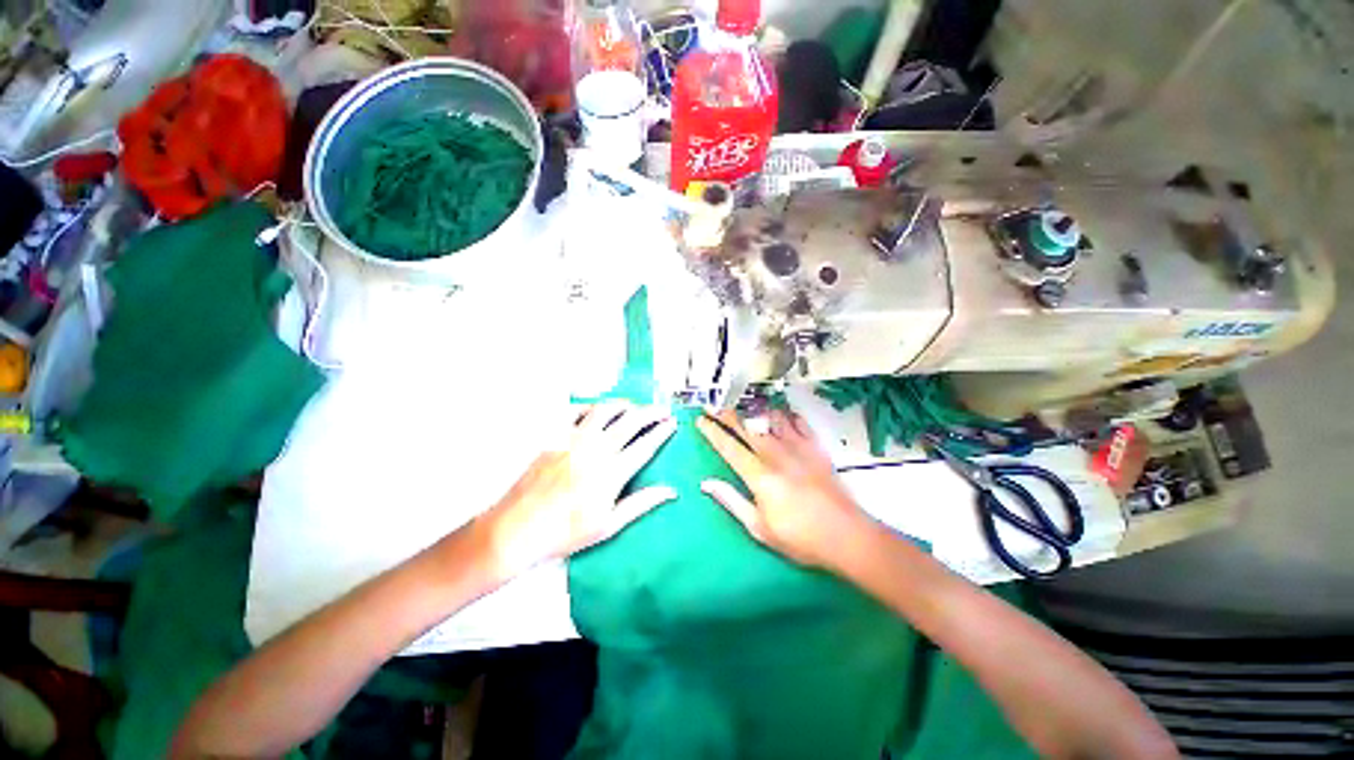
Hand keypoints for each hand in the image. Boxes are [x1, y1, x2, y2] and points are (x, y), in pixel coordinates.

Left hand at [475, 400, 677, 579]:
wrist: (518, 529)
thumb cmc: (566, 533)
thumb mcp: (609, 525)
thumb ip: (641, 503)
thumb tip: (671, 491)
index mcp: (612, 472)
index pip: (645, 444)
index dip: (662, 431)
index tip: (673, 423)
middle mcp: (596, 449)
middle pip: (630, 421)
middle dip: (651, 412)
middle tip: (662, 410)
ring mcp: (574, 440)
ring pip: (605, 410)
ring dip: (624, 405)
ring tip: (634, 406)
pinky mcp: (556, 437)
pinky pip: (576, 412)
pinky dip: (591, 407)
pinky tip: (597, 411)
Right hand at [696, 408, 872, 570]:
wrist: (847, 535)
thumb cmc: (800, 537)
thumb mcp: (759, 527)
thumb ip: (731, 501)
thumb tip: (706, 484)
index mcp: (759, 474)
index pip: (729, 447)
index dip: (712, 431)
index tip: (700, 420)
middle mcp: (776, 454)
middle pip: (746, 426)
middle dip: (727, 412)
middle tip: (713, 402)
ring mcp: (798, 447)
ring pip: (771, 418)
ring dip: (754, 408)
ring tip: (742, 402)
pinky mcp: (815, 447)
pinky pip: (797, 421)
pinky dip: (785, 414)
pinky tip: (779, 412)